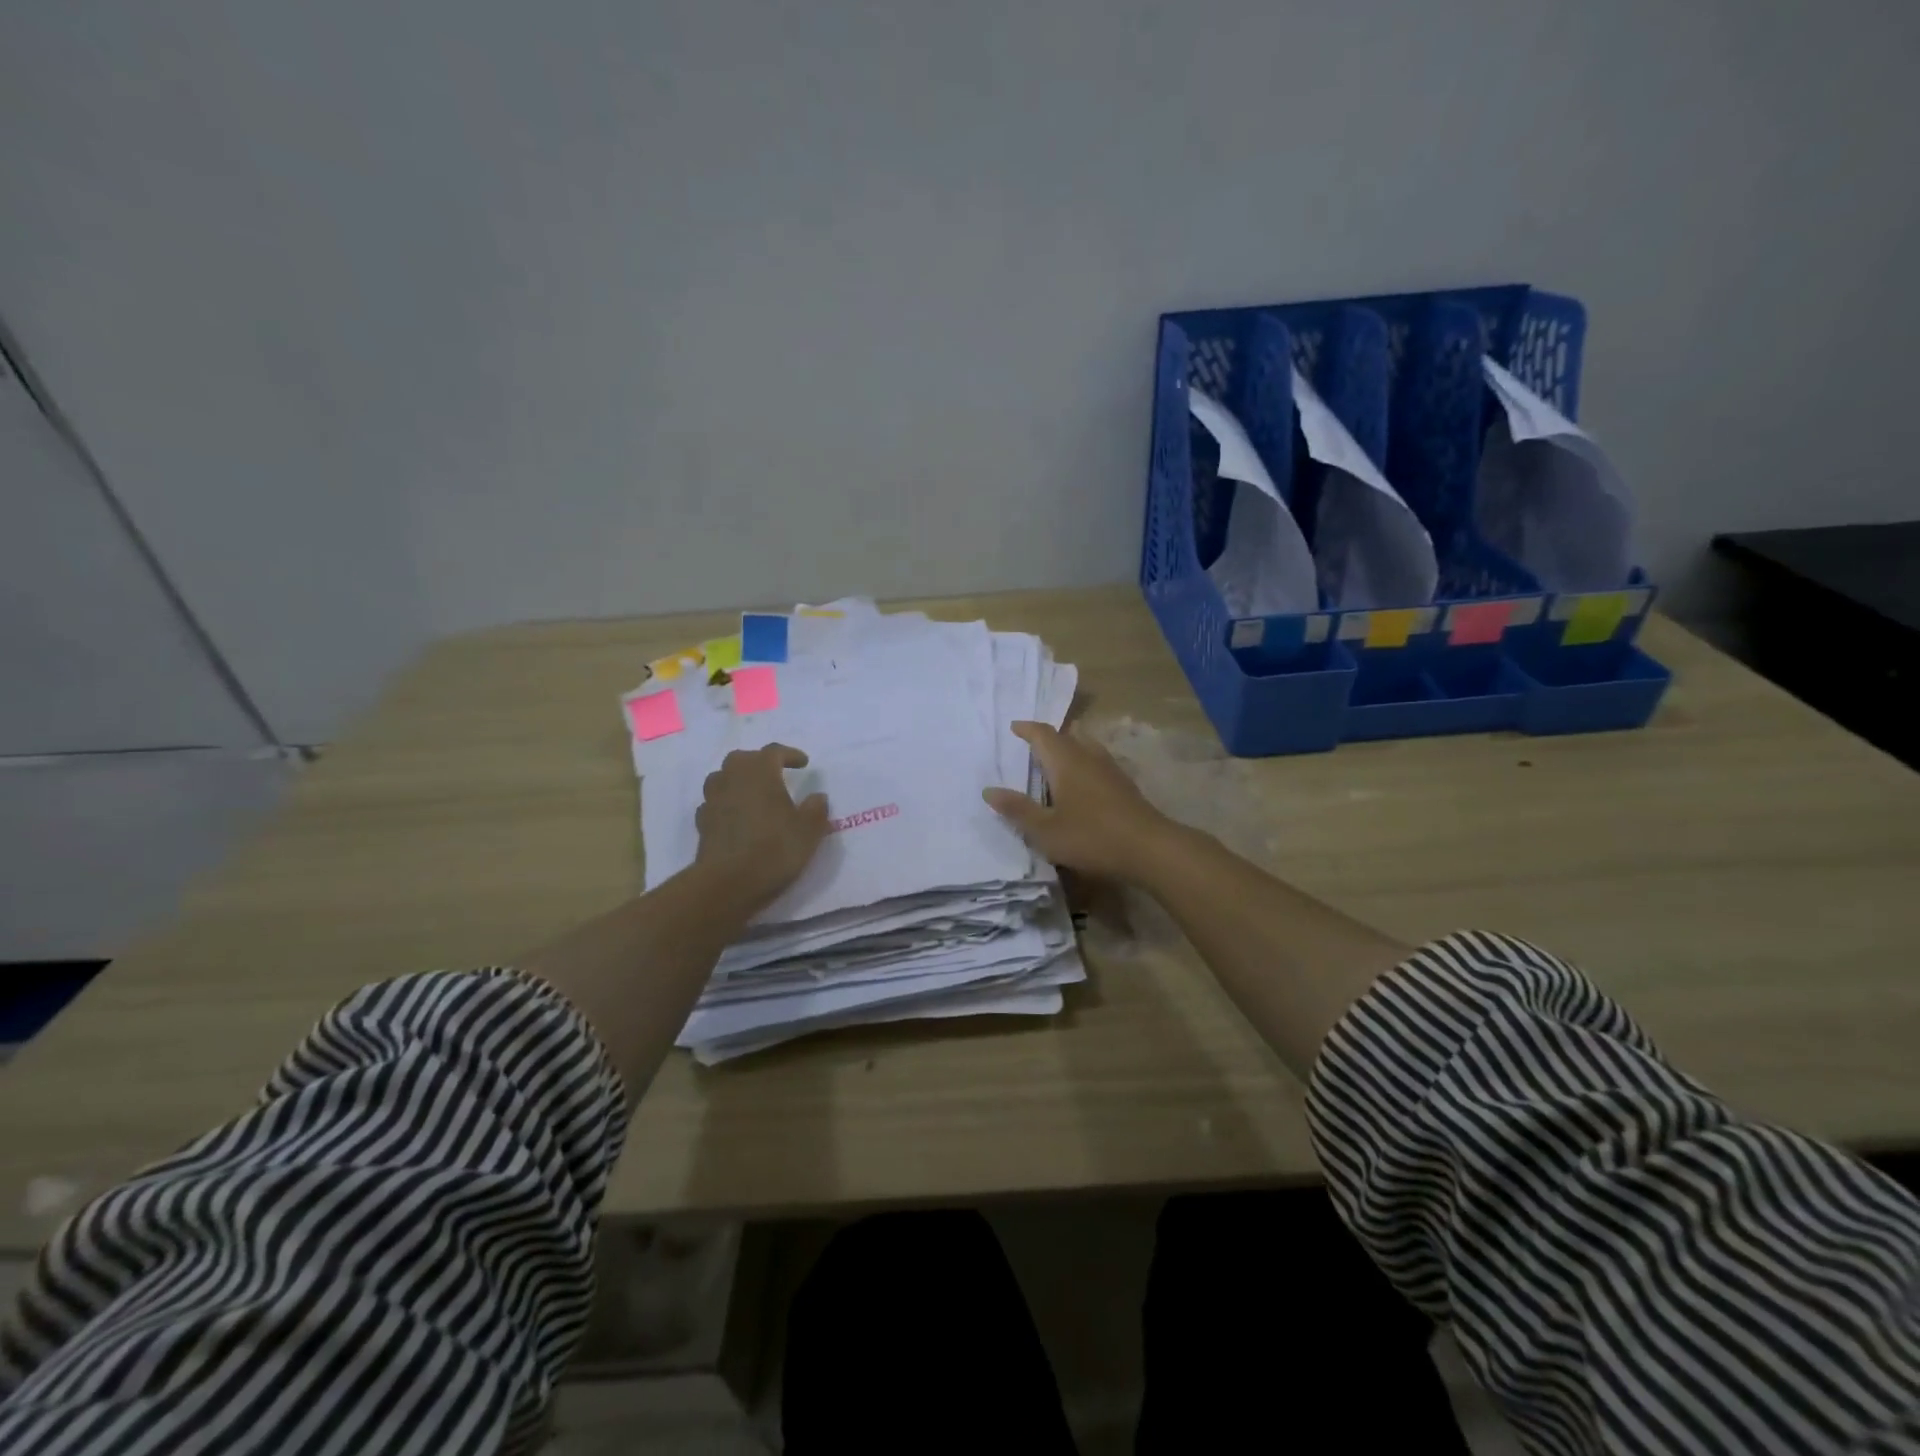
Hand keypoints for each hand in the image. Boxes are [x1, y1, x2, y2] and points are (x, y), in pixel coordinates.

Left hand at [694, 744, 830, 910]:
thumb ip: (816, 810)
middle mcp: (733, 779)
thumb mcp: (809, 831)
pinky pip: (714, 803)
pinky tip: (735, 816)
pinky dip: (725, 803)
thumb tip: (817, 796)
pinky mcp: (702, 823)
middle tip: (775, 773)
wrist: (728, 883)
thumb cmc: (774, 849)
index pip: (774, 752)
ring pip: (722, 777)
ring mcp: (713, 800)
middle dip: (759, 762)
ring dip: (737, 779)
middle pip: (742, 758)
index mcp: (760, 773)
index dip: (790, 754)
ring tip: (753, 792)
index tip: (803, 763)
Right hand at [983, 722, 1177, 882]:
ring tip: (1056, 761)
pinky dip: (1084, 764)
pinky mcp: (1125, 784)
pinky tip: (1082, 784)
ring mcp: (1110, 769)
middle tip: (1032, 745)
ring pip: (1086, 746)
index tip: (1014, 727)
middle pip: (1067, 735)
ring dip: (1069, 747)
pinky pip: (1098, 762)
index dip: (1027, 729)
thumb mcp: (1045, 830)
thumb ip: (1017, 809)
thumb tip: (989, 790)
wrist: (1149, 848)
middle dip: (1049, 737)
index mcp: (1065, 761)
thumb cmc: (1091, 836)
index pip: (1043, 734)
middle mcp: (1088, 756)